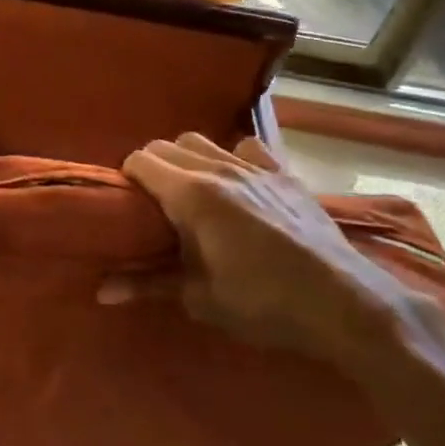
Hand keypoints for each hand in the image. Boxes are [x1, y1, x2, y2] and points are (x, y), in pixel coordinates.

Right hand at [104, 133, 412, 370]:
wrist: (343, 304)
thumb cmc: (263, 303)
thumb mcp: (199, 298)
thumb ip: (147, 284)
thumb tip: (101, 292)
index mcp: (190, 194)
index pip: (140, 160)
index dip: (127, 179)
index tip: (127, 205)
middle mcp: (217, 168)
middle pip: (165, 145)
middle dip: (151, 167)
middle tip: (154, 204)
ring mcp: (253, 167)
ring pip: (201, 140)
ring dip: (186, 159)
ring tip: (191, 191)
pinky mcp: (283, 174)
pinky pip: (247, 147)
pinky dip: (232, 157)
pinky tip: (237, 183)